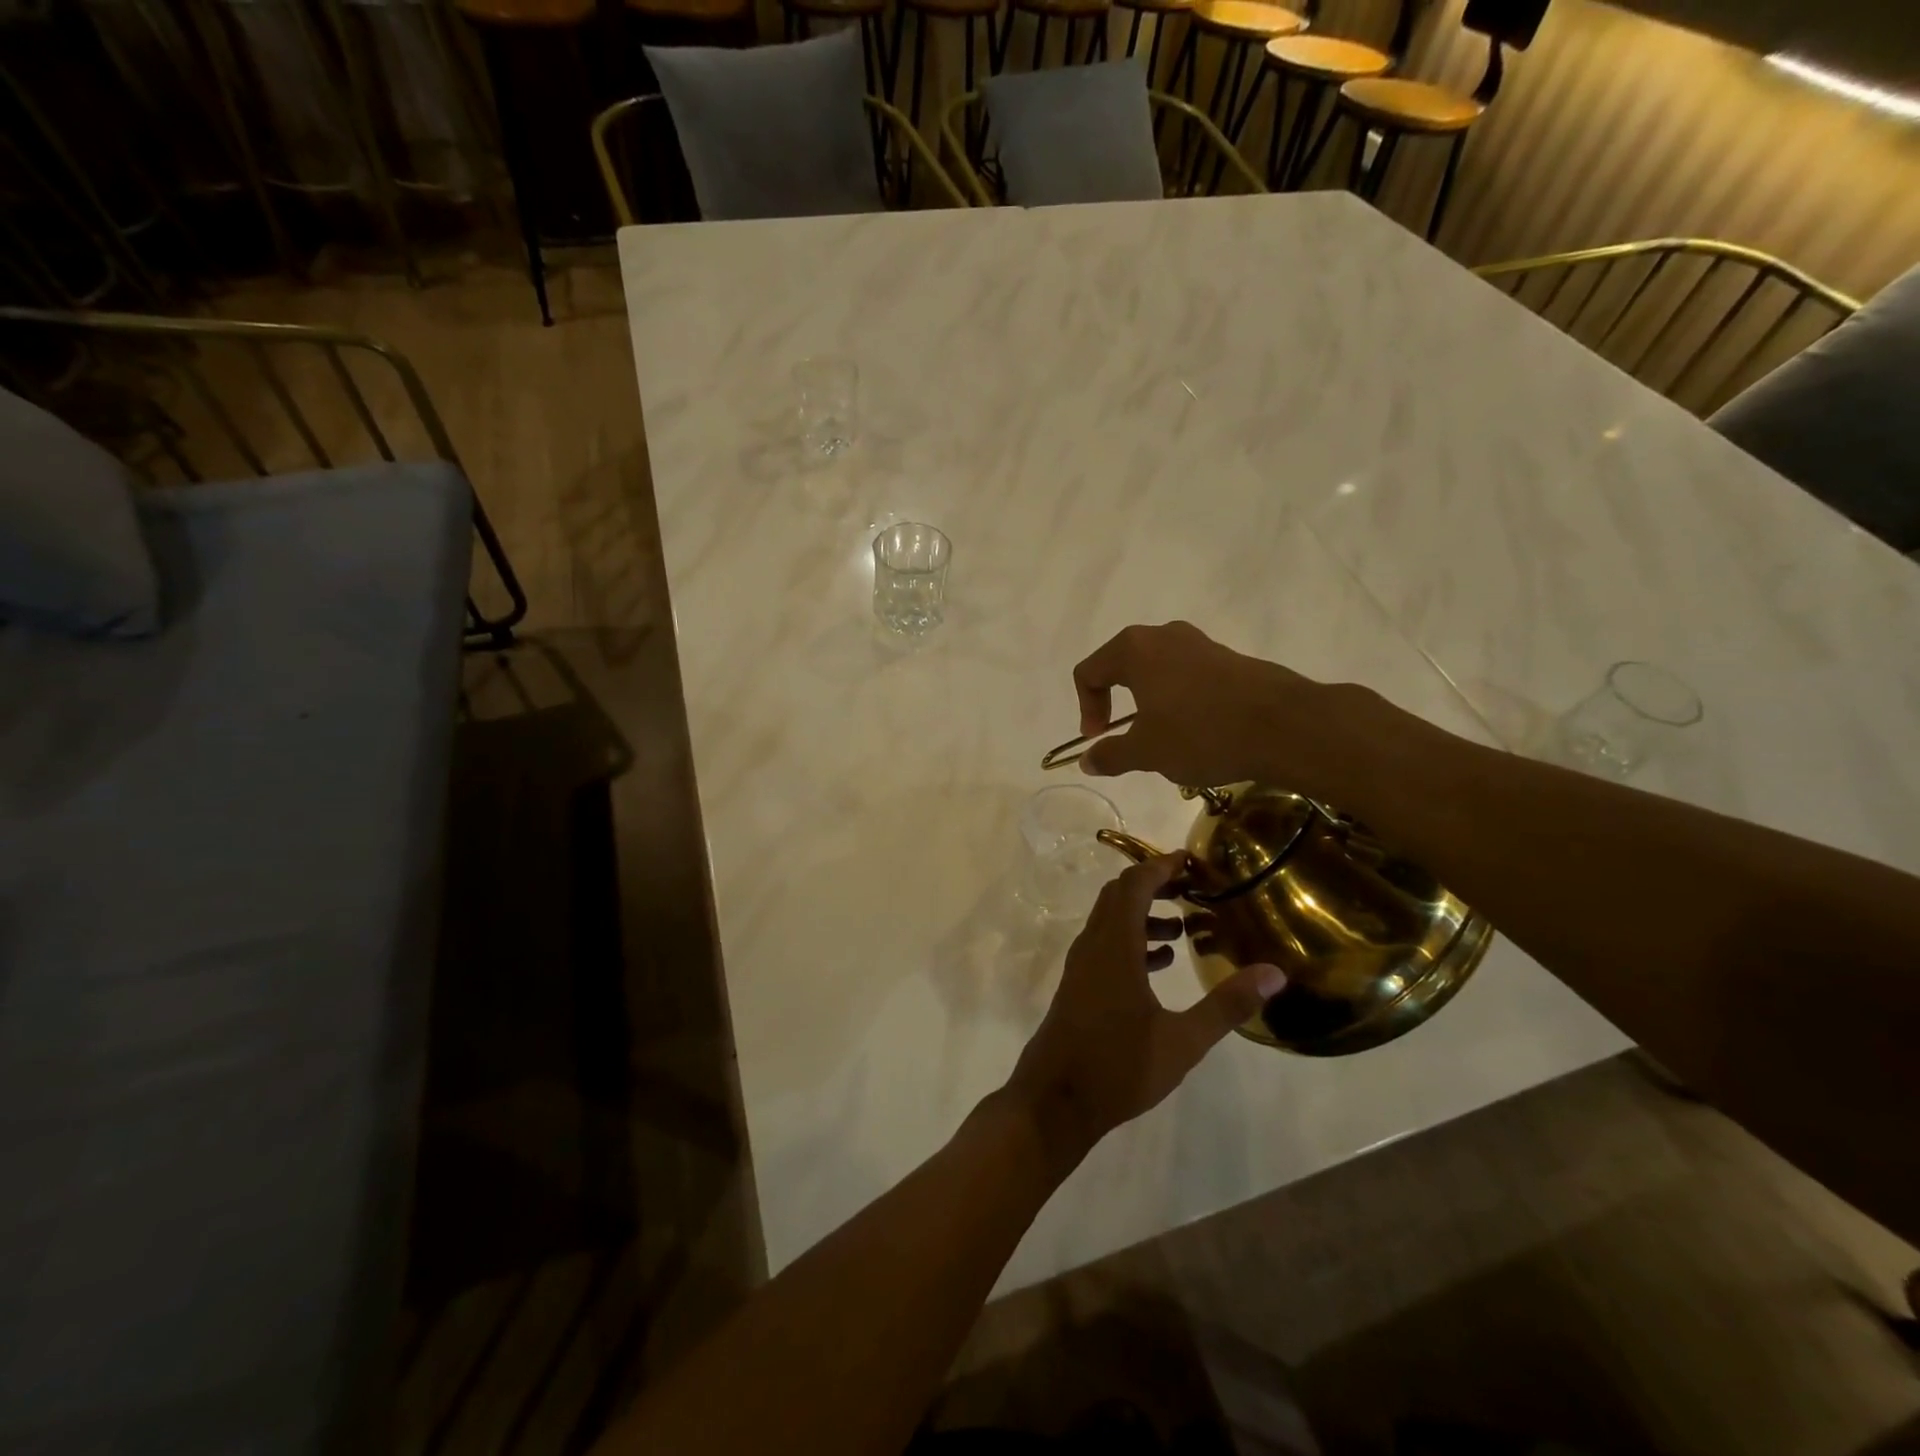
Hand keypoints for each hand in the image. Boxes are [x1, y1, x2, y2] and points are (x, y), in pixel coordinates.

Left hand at [1004, 857, 1284, 1170]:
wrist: (1054, 1100)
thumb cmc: (1118, 1067)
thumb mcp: (1183, 1041)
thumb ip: (1227, 1005)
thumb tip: (1274, 973)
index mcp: (1114, 946)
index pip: (1134, 885)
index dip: (1161, 866)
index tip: (1191, 859)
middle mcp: (1093, 946)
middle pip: (1119, 896)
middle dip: (1155, 885)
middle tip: (1194, 888)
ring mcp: (1082, 965)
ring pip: (1112, 921)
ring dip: (1144, 914)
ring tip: (1185, 927)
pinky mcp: (1079, 985)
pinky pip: (1107, 945)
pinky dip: (1133, 940)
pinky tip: (1161, 963)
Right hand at [1072, 621, 1336, 787]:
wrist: (1285, 726)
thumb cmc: (1201, 733)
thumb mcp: (1147, 752)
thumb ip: (1110, 754)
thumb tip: (1087, 759)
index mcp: (1134, 649)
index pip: (1089, 672)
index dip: (1086, 709)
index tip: (1101, 739)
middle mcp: (1164, 635)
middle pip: (1122, 665)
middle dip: (1116, 703)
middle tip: (1126, 736)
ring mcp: (1200, 643)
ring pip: (1157, 670)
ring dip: (1150, 703)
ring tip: (1164, 738)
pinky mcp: (1229, 657)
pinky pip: (1187, 675)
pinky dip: (1179, 700)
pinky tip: (1198, 731)